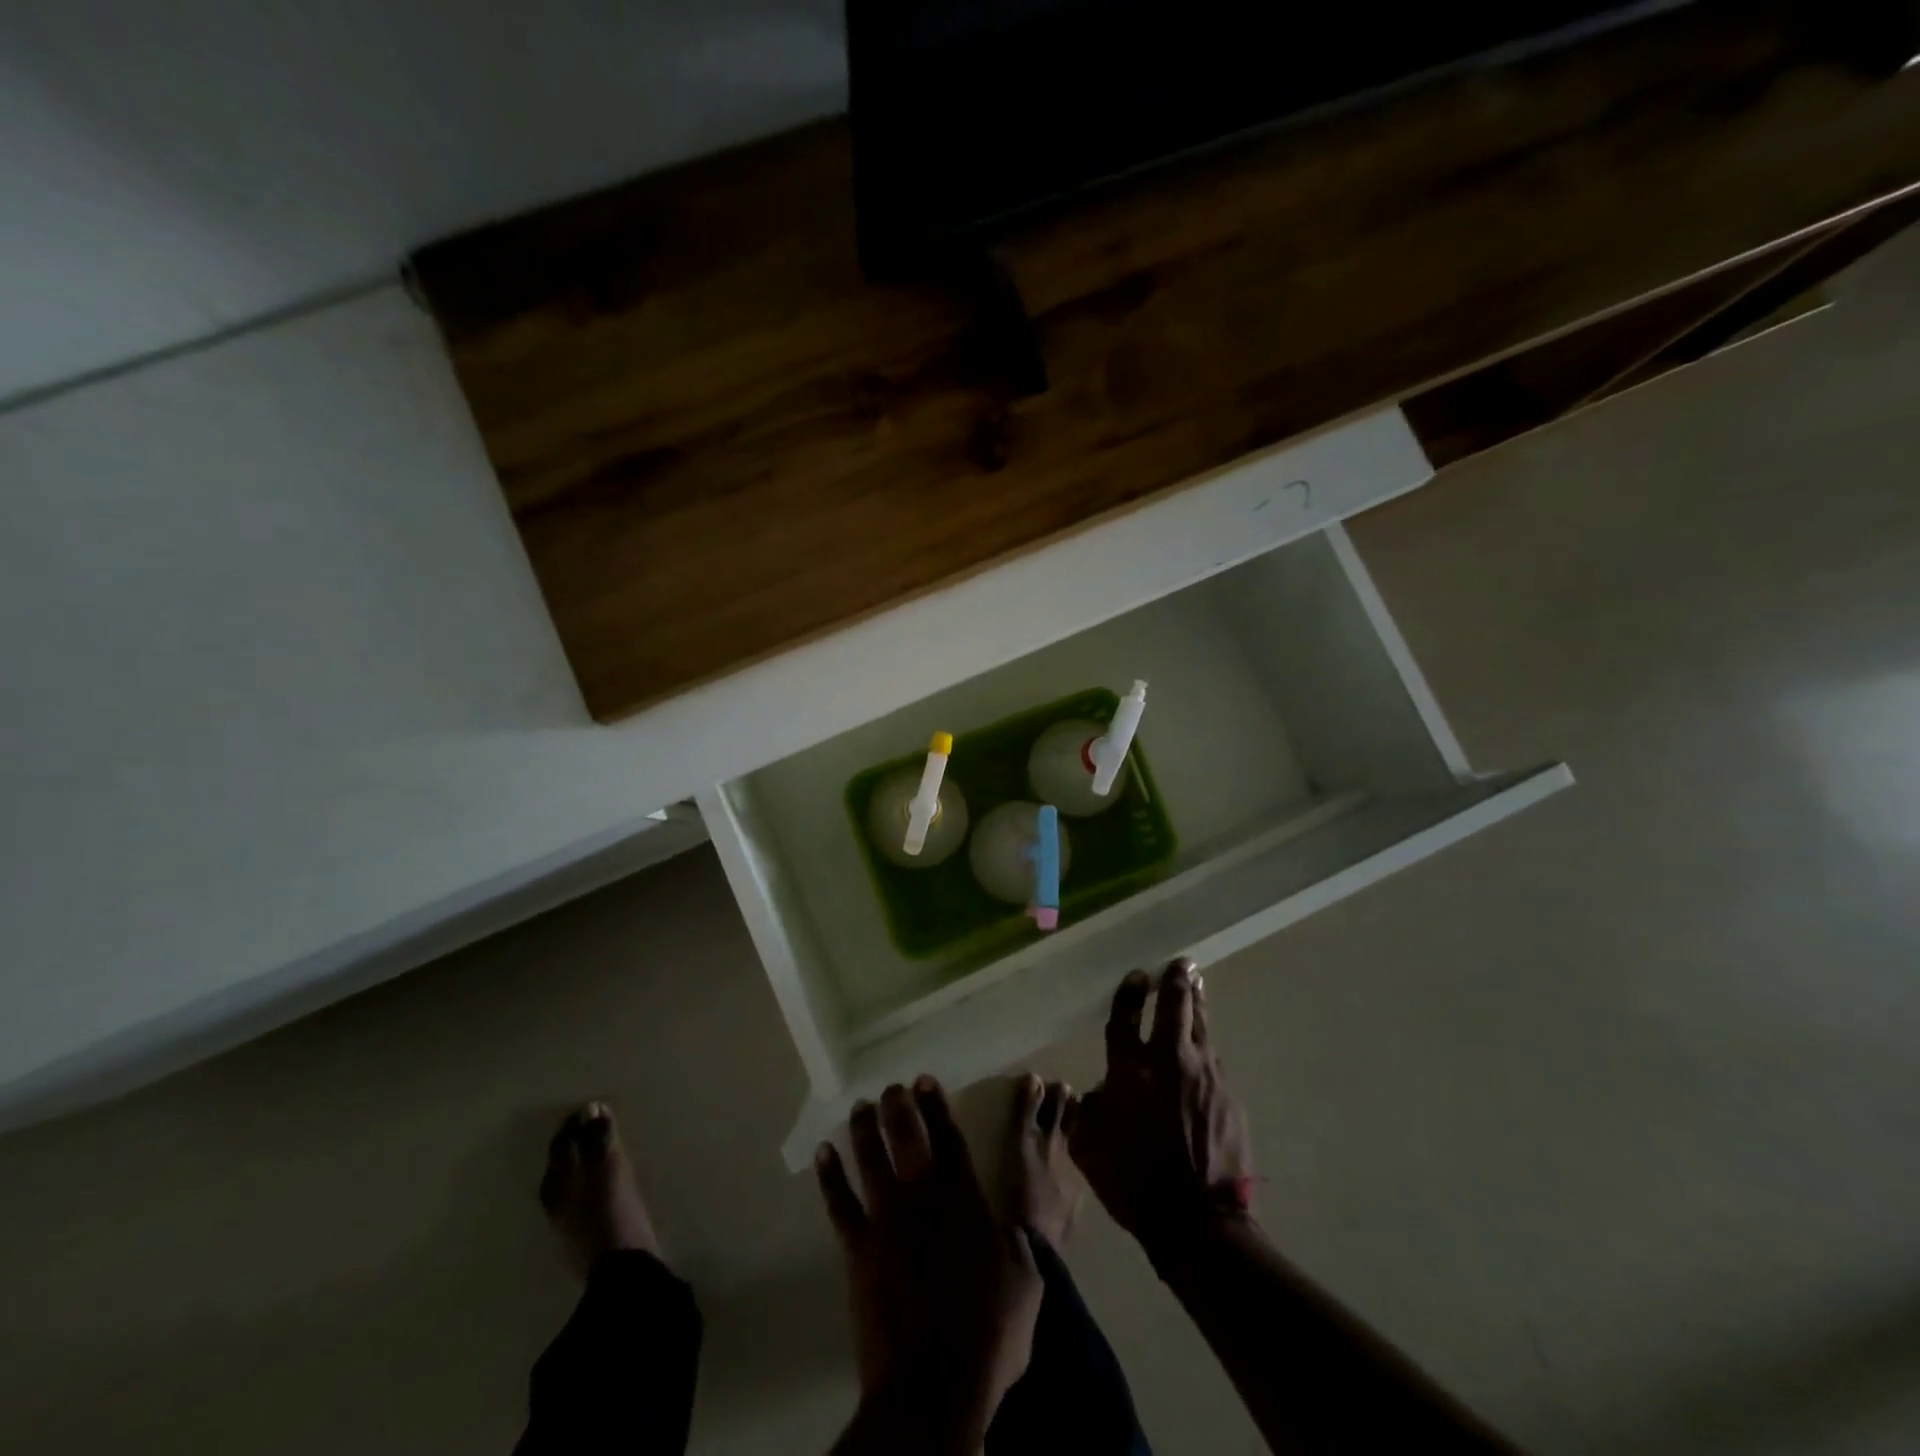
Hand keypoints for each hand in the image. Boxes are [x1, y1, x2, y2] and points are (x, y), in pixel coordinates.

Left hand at [816, 1077, 1042, 1439]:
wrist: (933, 1388)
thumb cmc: (988, 1334)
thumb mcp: (1025, 1280)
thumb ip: (1017, 1240)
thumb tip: (1014, 1220)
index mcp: (963, 1198)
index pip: (948, 1138)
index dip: (936, 1106)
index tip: (924, 1080)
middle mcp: (921, 1197)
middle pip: (905, 1136)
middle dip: (898, 1106)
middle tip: (892, 1087)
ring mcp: (885, 1220)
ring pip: (869, 1158)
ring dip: (864, 1128)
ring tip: (861, 1106)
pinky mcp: (858, 1249)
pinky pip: (839, 1202)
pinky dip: (830, 1175)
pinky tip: (824, 1153)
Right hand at [1068, 960, 1252, 1257]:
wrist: (1197, 1222)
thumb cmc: (1134, 1183)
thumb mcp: (1088, 1149)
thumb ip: (1085, 1113)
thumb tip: (1093, 1095)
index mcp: (1128, 1071)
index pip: (1125, 1017)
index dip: (1130, 992)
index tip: (1138, 975)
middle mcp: (1167, 1061)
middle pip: (1174, 1006)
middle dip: (1176, 980)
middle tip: (1182, 963)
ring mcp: (1203, 1076)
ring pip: (1201, 1026)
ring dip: (1197, 1003)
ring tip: (1197, 983)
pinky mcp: (1228, 1096)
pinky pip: (1214, 1061)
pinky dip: (1206, 1047)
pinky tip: (1206, 1048)